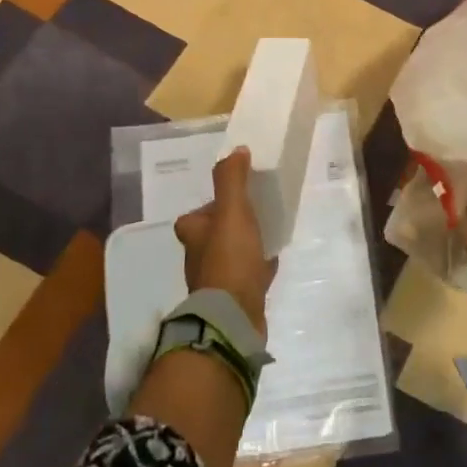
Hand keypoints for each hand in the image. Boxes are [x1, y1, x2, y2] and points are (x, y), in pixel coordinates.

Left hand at [175, 148, 275, 336]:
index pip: (196, 216)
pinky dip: (258, 267)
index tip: (235, 198)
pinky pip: (248, 276)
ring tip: (268, 233)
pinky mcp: (236, 299)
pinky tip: (272, 261)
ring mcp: (217, 281)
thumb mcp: (231, 211)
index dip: (212, 206)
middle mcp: (199, 258)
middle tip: (256, 213)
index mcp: (193, 235)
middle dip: (231, 225)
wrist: (234, 316)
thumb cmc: (229, 258)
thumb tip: (236, 150)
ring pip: (232, 255)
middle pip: (214, 235)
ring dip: (246, 246)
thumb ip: (232, 179)